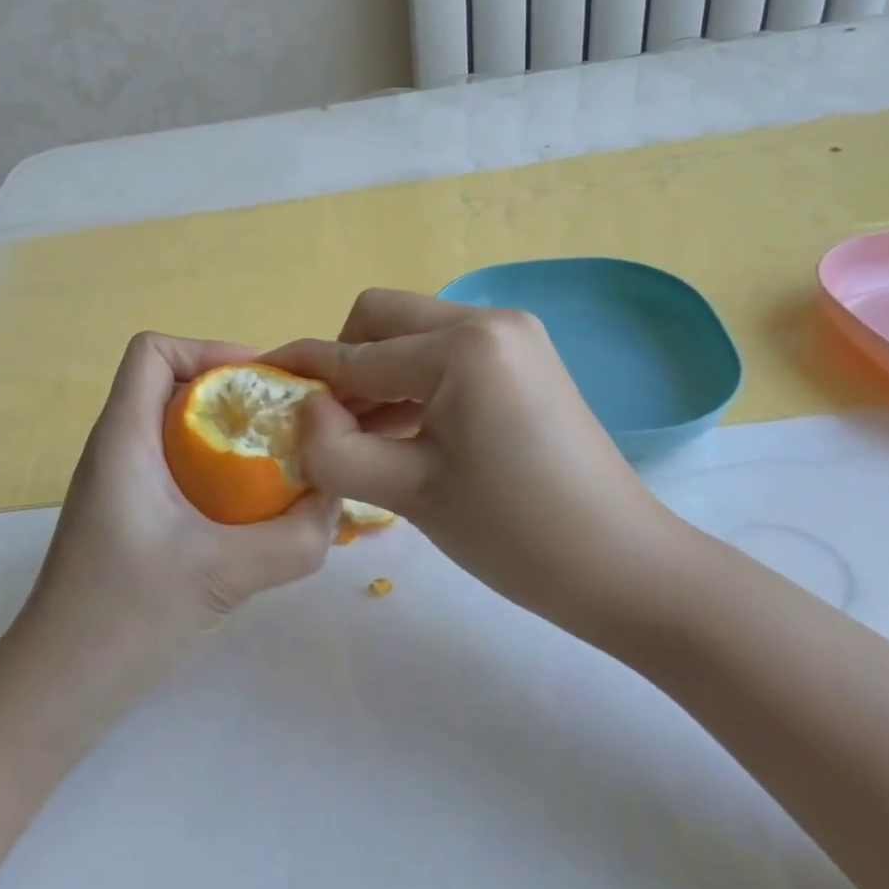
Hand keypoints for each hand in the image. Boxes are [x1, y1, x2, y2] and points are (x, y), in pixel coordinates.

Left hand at [0, 332, 339, 751]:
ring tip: (278, 463)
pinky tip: (249, 512)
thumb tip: (337, 506)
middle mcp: (116, 448)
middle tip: (285, 424)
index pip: (152, 350)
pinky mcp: (128, 516)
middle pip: (172, 383)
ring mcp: (119, 484)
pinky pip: (177, 466)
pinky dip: (216, 470)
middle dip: (232, 393)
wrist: (54, 693)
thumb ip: (293, 540)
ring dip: (227, 434)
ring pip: (176, 427)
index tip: (260, 384)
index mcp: (123, 438)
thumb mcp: (222, 574)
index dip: (207, 349)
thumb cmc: (123, 619)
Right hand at [267, 290, 695, 647]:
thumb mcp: (408, 492)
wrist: (628, 569)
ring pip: (412, 335)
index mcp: (462, 346)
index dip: (303, 372)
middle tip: (328, 423)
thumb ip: (334, 448)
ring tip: (357, 435)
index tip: (260, 384)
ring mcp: (512, 336)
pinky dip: (412, 384)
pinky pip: (445, 355)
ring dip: (377, 375)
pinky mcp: (523, 359)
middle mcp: (488, 320)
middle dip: (343, 362)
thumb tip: (301, 413)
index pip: (357, 354)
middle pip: (382, 319)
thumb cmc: (516, 534)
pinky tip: (399, 430)